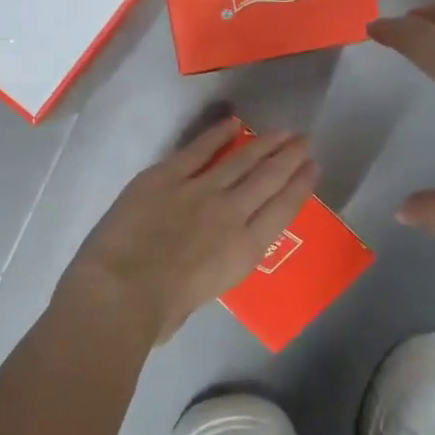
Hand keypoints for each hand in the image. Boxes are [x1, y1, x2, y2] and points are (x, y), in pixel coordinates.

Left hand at [56, 119, 317, 344]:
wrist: (122, 292)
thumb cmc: (160, 312)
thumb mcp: (204, 295)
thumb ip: (212, 269)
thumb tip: (203, 260)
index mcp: (244, 249)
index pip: (283, 210)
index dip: (301, 186)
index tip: (312, 167)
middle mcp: (231, 213)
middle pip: (268, 178)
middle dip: (289, 156)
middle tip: (304, 139)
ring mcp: (199, 190)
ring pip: (240, 160)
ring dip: (263, 143)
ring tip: (281, 131)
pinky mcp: (165, 177)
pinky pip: (197, 150)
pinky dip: (216, 135)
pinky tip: (232, 123)